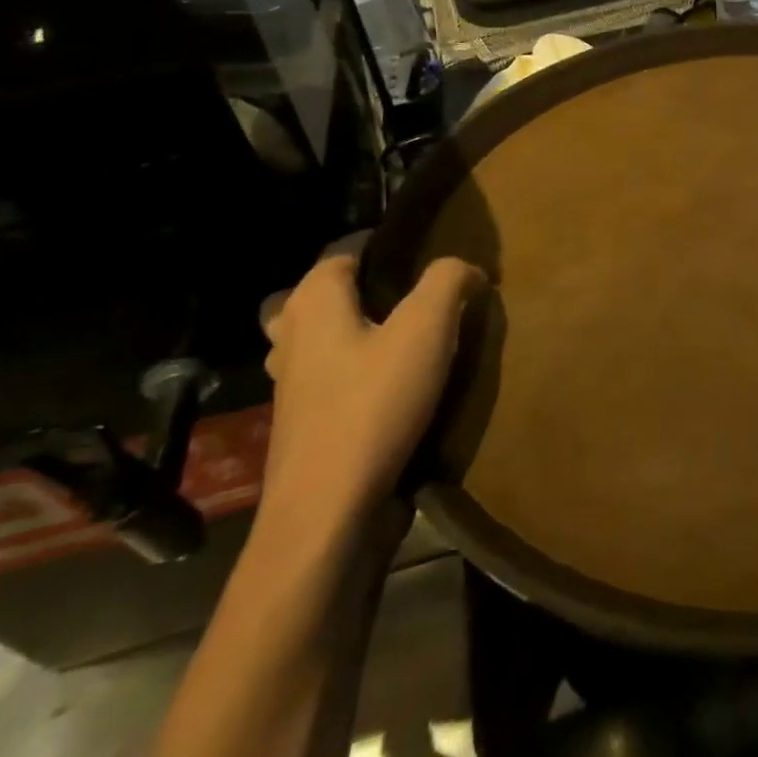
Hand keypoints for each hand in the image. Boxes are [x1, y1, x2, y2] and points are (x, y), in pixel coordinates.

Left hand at [259, 254, 485, 541]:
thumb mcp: (426, 329)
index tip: (427, 251)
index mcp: (312, 303)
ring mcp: (291, 385)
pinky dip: (358, 369)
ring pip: (325, 338)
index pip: (343, 251)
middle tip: (416, 294)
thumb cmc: (373, 406)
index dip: (384, 244)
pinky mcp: (304, 423)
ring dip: (360, 330)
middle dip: (367, 288)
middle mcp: (291, 337)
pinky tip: (396, 384)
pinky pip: (331, 377)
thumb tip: (466, 268)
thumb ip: (448, 281)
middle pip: (326, 294)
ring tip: (409, 336)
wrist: (328, 511)